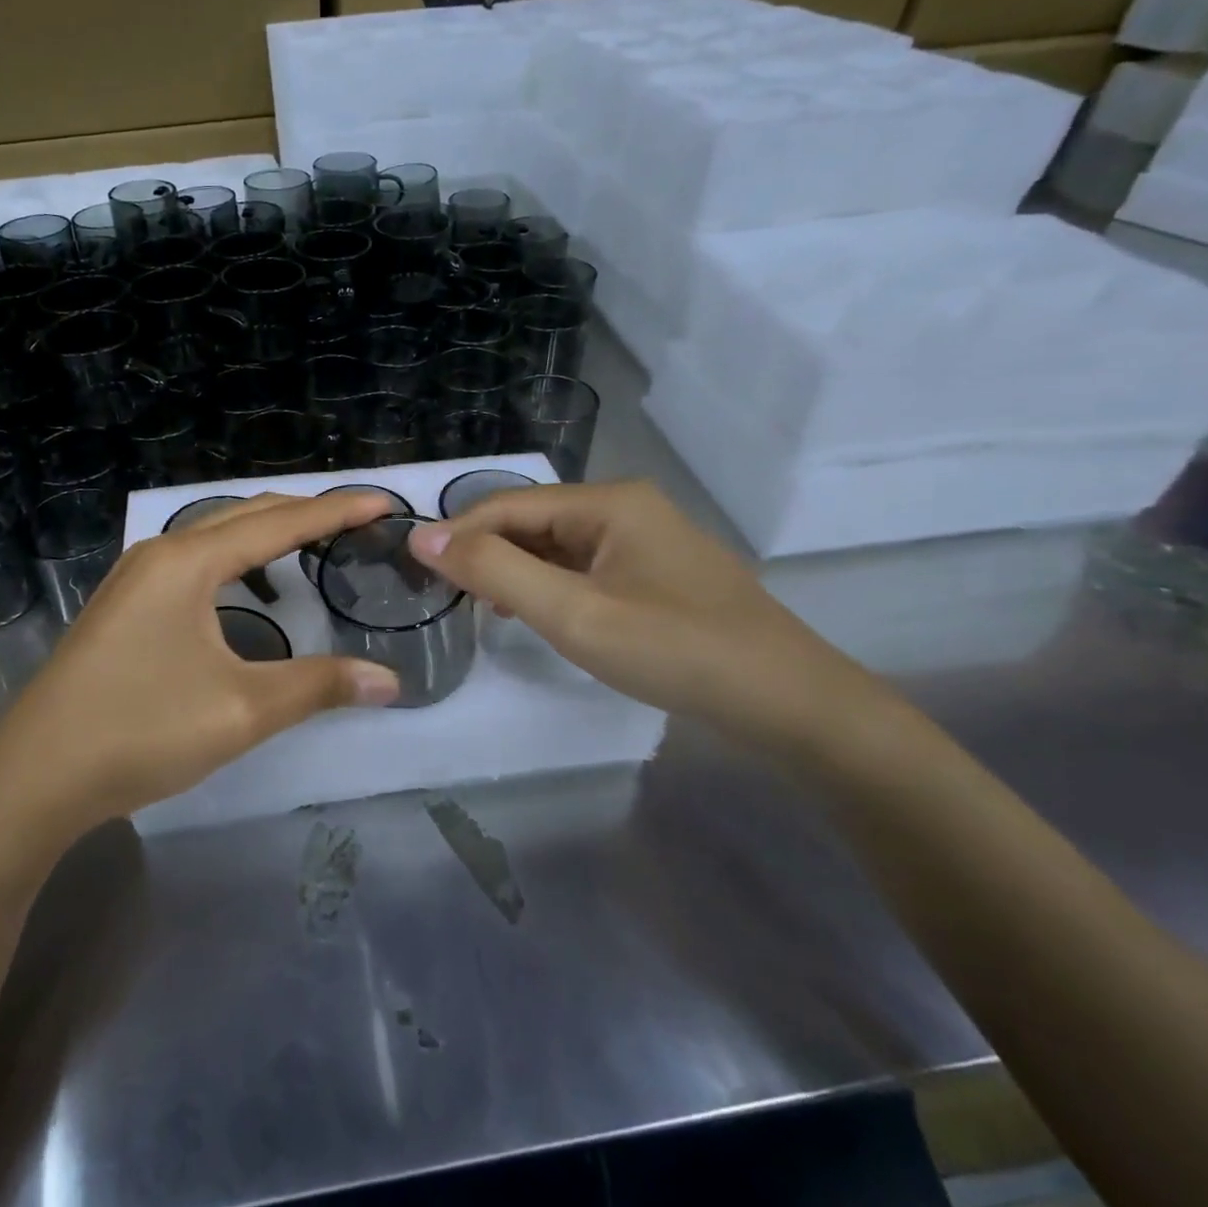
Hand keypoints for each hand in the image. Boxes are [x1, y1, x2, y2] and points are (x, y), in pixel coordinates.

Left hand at [0, 493, 401, 835]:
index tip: (384, 504)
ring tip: (310, 542)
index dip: (336, 511)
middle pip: (245, 516)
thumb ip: (318, 686)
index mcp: (187, 562)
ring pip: (214, 535)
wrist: (34, 778)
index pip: (279, 523)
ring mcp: (134, 577)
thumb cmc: (140, 731)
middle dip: (304, 512)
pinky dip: (234, 558)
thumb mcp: (241, 710)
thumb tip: (389, 682)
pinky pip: (193, 559)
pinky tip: (244, 587)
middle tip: (356, 518)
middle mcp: (159, 553)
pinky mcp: (123, 604)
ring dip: (266, 532)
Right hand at [408, 481, 899, 750]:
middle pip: (533, 520)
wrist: (790, 704)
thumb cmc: (676, 651)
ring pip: (557, 545)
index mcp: (608, 502)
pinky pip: (584, 567)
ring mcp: (645, 540)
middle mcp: (626, 507)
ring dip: (517, 571)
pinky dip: (551, 585)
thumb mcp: (574, 613)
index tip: (417, 570)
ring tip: (487, 608)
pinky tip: (539, 612)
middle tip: (451, 598)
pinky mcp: (656, 573)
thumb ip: (495, 571)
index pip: (508, 505)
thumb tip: (422, 536)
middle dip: (488, 554)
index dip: (458, 534)